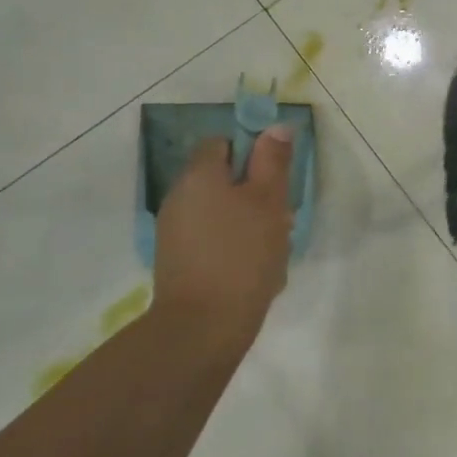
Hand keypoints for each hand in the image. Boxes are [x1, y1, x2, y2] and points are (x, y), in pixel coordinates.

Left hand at [152, 126, 295, 339]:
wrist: (202, 328)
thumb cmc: (242, 254)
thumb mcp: (269, 201)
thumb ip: (273, 161)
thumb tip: (275, 128)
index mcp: (199, 175)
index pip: (221, 143)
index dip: (250, 153)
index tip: (274, 176)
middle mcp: (179, 197)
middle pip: (222, 179)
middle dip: (254, 193)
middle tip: (282, 217)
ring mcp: (174, 232)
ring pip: (220, 212)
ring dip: (248, 222)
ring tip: (274, 248)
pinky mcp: (178, 263)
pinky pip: (212, 240)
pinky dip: (233, 247)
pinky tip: (255, 270)